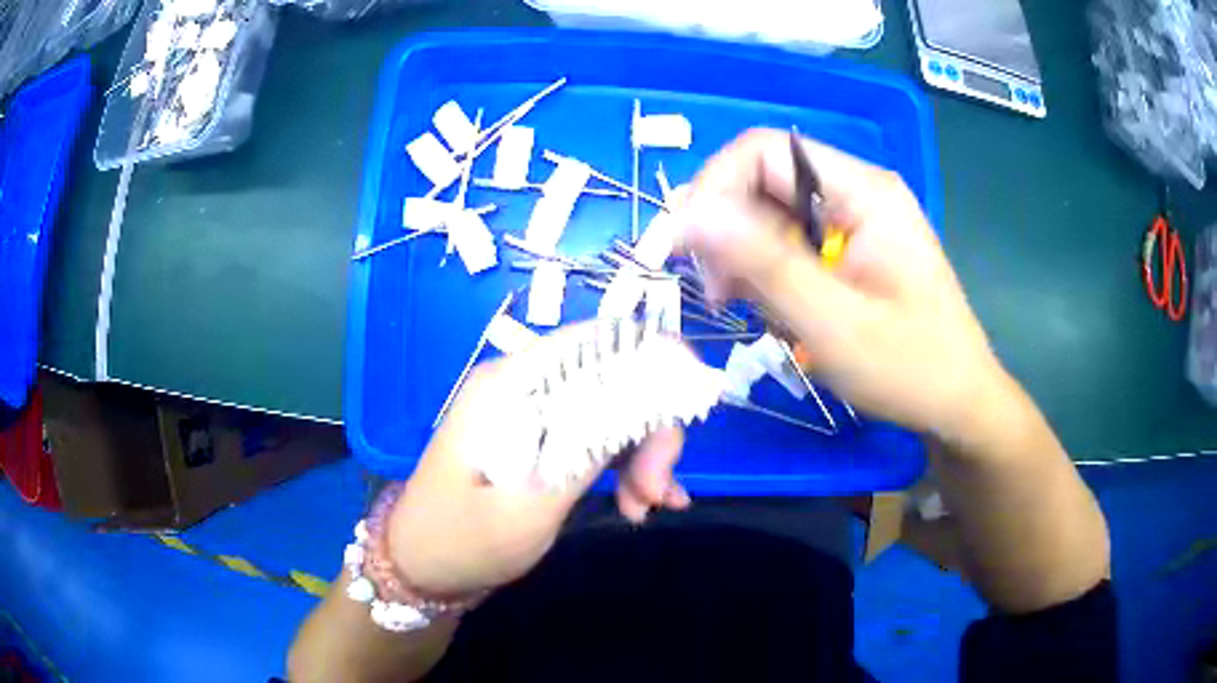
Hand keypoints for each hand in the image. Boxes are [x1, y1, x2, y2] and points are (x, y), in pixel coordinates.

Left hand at [386, 331, 690, 597]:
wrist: (422, 568)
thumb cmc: (465, 540)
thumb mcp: (533, 501)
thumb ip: (590, 445)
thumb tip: (651, 393)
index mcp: (513, 384)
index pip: (599, 340)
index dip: (657, 358)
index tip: (695, 407)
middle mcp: (524, 385)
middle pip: (613, 378)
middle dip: (650, 429)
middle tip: (657, 490)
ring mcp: (530, 413)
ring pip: (610, 410)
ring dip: (640, 455)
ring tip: (647, 508)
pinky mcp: (537, 440)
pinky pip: (594, 437)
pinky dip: (623, 467)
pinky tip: (640, 505)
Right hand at [677, 129, 1006, 440]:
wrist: (958, 403)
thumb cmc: (910, 369)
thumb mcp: (834, 323)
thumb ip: (764, 263)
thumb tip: (689, 214)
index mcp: (862, 191)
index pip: (763, 151)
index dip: (714, 188)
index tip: (689, 251)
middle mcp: (855, 191)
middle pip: (763, 181)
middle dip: (728, 231)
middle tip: (720, 294)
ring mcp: (854, 219)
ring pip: (769, 214)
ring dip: (745, 258)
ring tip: (748, 310)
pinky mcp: (849, 247)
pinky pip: (788, 242)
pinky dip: (766, 273)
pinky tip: (773, 310)